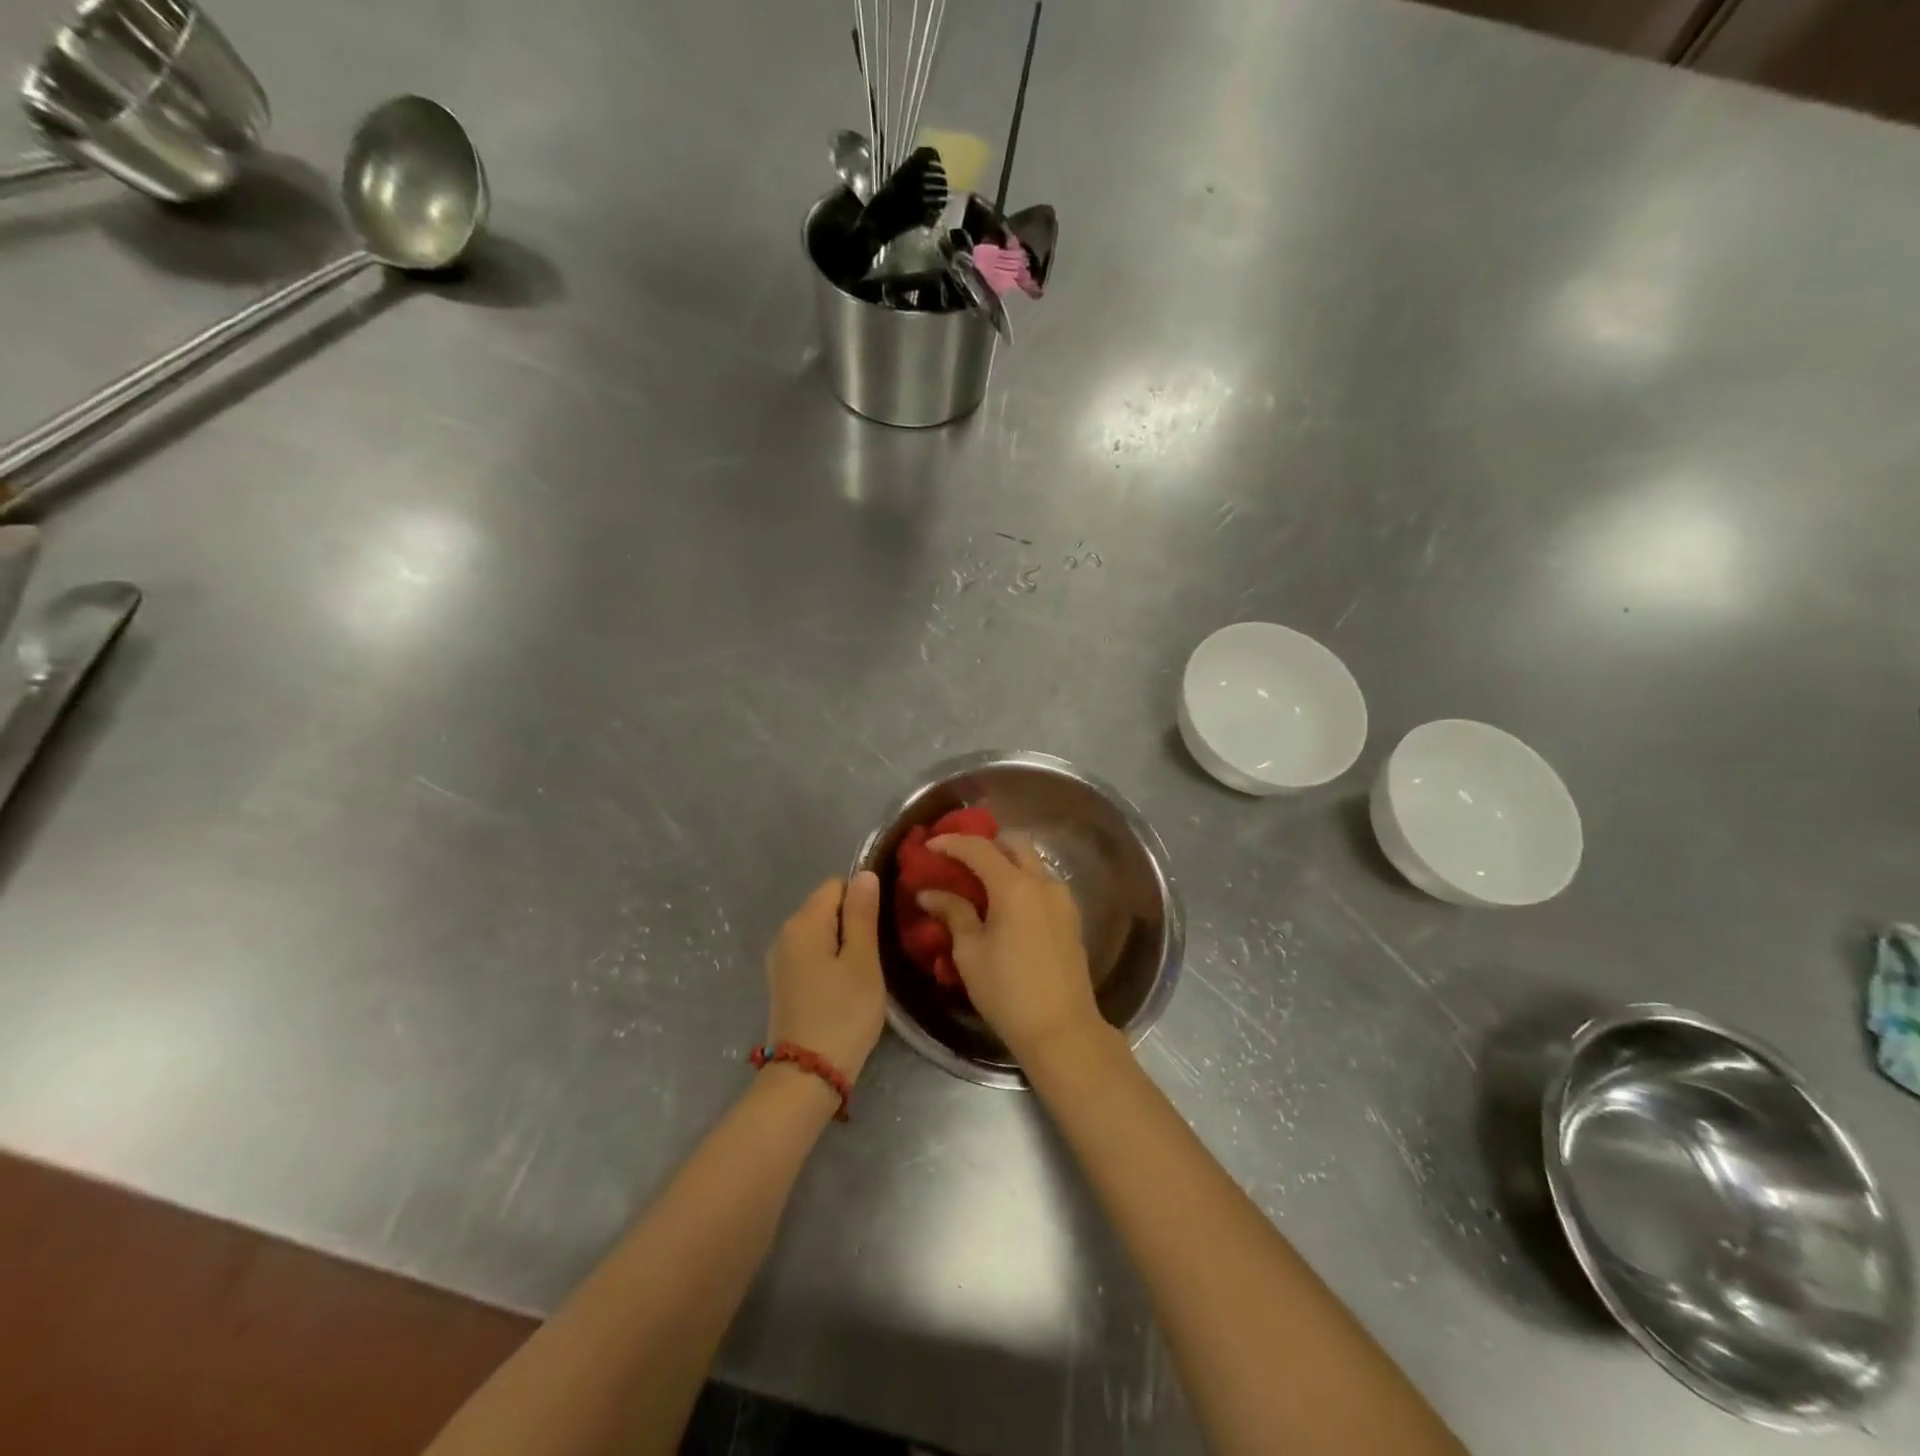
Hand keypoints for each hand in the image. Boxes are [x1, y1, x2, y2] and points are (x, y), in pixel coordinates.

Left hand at [765, 873, 885, 1082]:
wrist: (807, 1077)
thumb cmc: (843, 1014)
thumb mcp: (862, 961)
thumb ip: (863, 914)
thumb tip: (864, 874)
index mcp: (803, 922)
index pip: (837, 886)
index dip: (862, 901)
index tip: (881, 930)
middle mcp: (785, 934)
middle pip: (826, 908)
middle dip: (853, 924)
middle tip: (876, 956)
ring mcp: (780, 960)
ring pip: (821, 934)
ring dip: (844, 946)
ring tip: (864, 974)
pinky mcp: (783, 983)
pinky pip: (812, 955)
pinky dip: (830, 963)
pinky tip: (844, 988)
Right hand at [916, 835, 1101, 1063]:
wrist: (1062, 1029)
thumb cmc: (1007, 991)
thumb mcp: (970, 952)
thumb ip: (953, 913)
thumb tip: (930, 893)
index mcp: (1015, 886)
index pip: (979, 848)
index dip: (952, 843)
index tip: (929, 846)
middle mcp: (1043, 882)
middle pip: (1013, 843)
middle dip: (985, 844)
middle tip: (959, 859)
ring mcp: (1062, 899)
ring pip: (1032, 862)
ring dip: (1005, 862)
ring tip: (979, 883)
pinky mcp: (1071, 917)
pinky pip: (1042, 884)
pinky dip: (1021, 881)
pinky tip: (1004, 905)